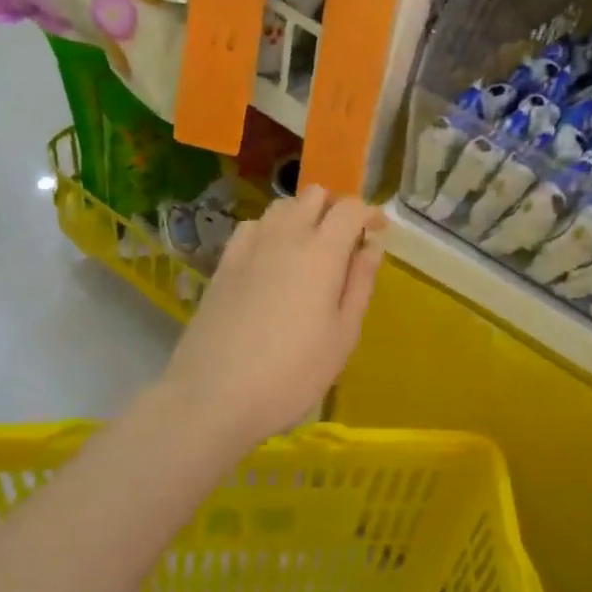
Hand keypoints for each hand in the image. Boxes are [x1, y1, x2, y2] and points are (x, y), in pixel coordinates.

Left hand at [160, 186, 385, 446]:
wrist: (213, 396)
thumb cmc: (292, 373)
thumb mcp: (343, 335)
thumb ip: (360, 283)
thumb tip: (372, 246)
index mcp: (322, 252)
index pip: (350, 208)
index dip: (369, 214)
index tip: (378, 234)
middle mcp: (285, 236)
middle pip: (314, 195)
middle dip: (336, 209)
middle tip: (346, 243)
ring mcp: (249, 247)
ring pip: (281, 207)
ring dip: (302, 216)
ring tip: (311, 251)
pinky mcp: (224, 264)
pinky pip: (252, 227)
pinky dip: (270, 231)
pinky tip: (272, 260)